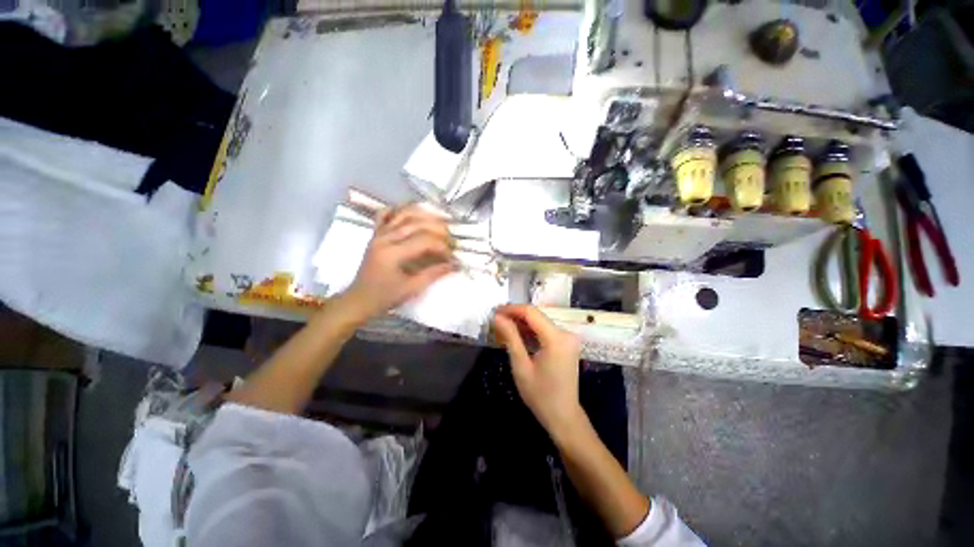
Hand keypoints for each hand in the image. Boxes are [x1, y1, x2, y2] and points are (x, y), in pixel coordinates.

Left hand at [343, 204, 456, 318]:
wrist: (359, 299)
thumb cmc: (385, 297)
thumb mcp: (412, 288)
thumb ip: (434, 273)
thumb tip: (455, 264)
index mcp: (392, 253)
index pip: (424, 240)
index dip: (442, 247)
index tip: (452, 257)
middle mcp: (384, 238)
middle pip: (416, 223)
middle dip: (439, 229)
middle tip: (451, 240)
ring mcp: (378, 233)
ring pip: (403, 213)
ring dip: (424, 215)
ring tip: (440, 222)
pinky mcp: (375, 234)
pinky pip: (386, 214)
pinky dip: (400, 210)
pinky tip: (413, 214)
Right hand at [492, 305, 586, 439]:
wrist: (564, 416)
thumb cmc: (540, 395)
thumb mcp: (521, 366)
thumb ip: (510, 337)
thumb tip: (497, 317)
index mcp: (556, 338)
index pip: (531, 313)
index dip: (512, 309)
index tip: (494, 311)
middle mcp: (566, 333)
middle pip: (537, 316)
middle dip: (515, 316)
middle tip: (496, 321)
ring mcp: (568, 338)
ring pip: (541, 322)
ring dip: (522, 323)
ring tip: (503, 327)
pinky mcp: (567, 344)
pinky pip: (546, 330)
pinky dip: (531, 331)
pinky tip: (518, 335)